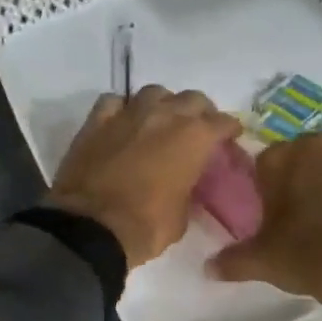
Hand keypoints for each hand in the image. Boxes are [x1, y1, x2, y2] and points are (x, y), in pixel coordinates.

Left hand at [47, 87, 242, 268]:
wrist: (91, 228)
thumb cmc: (146, 227)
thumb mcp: (183, 215)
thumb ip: (189, 189)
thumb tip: (184, 184)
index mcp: (194, 138)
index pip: (222, 122)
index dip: (229, 130)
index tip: (230, 138)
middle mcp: (164, 115)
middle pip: (192, 98)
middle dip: (200, 112)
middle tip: (198, 128)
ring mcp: (128, 114)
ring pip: (154, 92)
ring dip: (162, 104)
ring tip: (161, 121)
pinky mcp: (96, 121)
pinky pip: (114, 102)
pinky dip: (122, 108)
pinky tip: (122, 121)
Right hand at [210, 134, 321, 320]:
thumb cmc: (311, 252)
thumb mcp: (265, 260)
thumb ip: (234, 260)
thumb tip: (208, 268)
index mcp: (287, 154)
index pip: (261, 164)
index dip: (259, 192)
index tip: (262, 220)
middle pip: (297, 167)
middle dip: (291, 190)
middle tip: (286, 227)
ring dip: (321, 198)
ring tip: (316, 236)